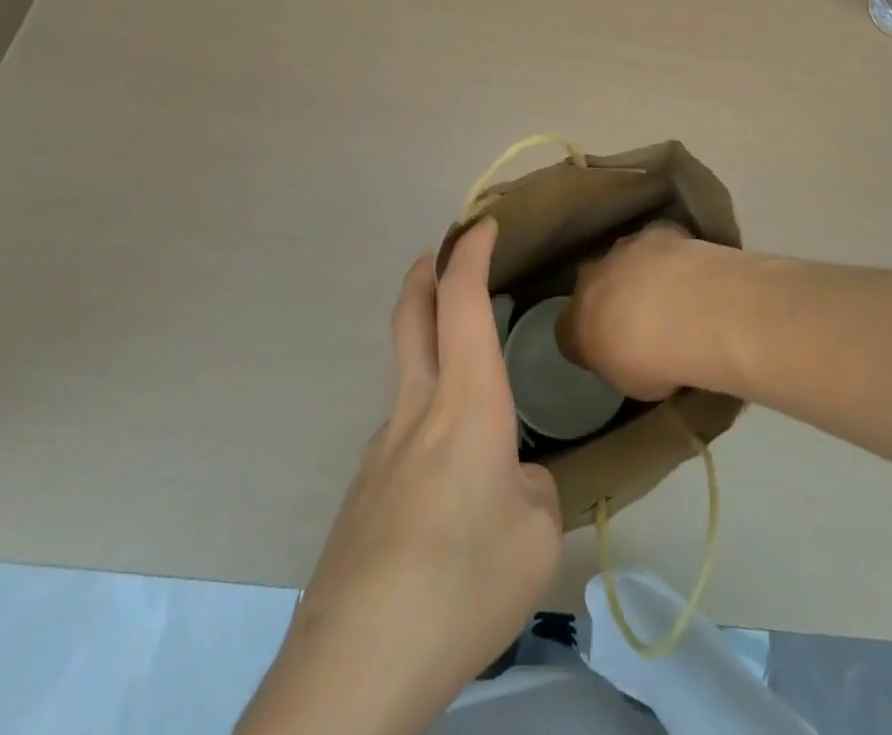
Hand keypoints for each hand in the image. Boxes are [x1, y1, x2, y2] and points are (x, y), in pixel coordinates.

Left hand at [238, 220, 562, 734]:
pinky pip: (403, 438)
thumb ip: (531, 489)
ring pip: (408, 378)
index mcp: (466, 404)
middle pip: (410, 315)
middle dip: (426, 272)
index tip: (482, 223)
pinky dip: (429, 428)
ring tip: (478, 413)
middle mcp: (416, 409)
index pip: (461, 301)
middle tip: (444, 254)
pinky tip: (448, 497)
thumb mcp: (536, 537)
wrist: (355, 668)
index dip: (470, 252)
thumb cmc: (462, 584)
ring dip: (432, 357)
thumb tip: (511, 479)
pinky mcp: (361, 494)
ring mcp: (379, 450)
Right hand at [558, 220, 735, 402]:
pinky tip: (689, 269)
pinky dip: (668, 253)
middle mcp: (591, 280)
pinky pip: (657, 241)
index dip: (587, 338)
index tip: (608, 349)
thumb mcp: (632, 383)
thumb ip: (623, 365)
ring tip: (669, 293)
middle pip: (592, 285)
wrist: (684, 313)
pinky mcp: (655, 233)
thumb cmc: (652, 362)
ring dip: (638, 272)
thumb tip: (632, 359)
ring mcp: (622, 251)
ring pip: (623, 258)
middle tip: (638, 317)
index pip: (567, 330)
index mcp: (576, 323)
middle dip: (609, 295)